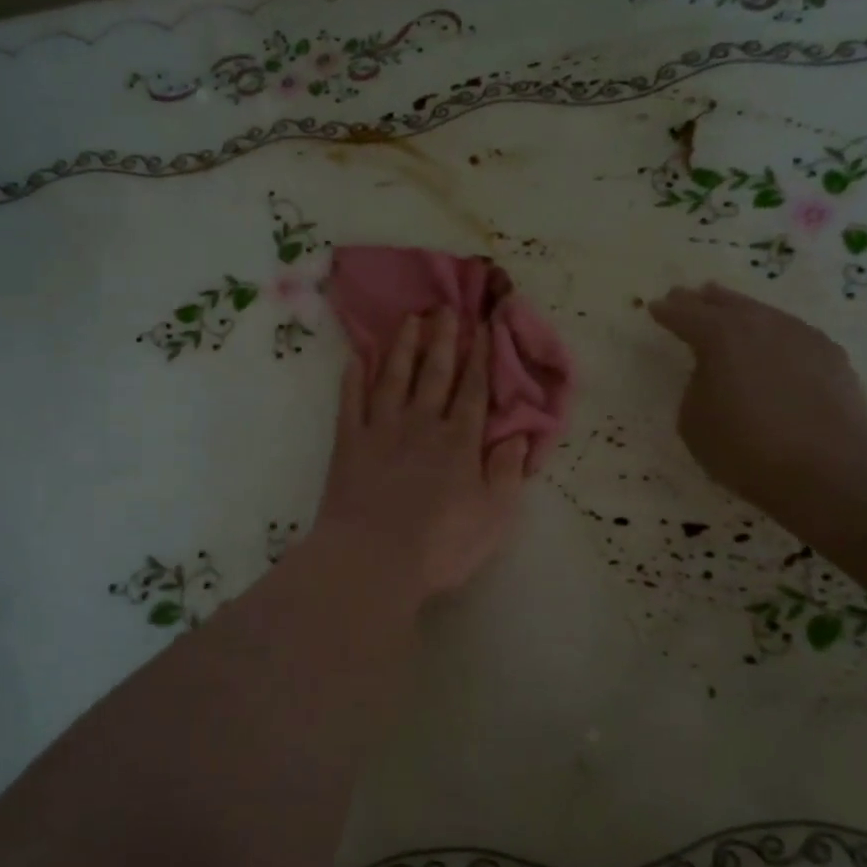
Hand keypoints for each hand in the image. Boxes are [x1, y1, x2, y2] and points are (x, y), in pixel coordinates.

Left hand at [315, 308, 529, 601]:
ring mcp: (381, 430)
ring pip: (393, 377)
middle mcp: (421, 424)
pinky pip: (350, 401)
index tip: (483, 326)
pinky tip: (357, 357)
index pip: (473, 390)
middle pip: (435, 373)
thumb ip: (507, 472)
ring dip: (403, 346)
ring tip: (409, 319)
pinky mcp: (348, 443)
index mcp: (459, 442)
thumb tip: (518, 435)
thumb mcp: (493, 516)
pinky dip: (353, 378)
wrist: (372, 560)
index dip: (480, 357)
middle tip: (446, 307)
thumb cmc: (439, 545)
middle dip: (443, 338)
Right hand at [649, 283, 866, 510]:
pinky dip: (774, 334)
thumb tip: (712, 374)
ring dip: (742, 312)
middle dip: (703, 300)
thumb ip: (696, 387)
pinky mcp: (830, 353)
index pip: (685, 315)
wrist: (831, 468)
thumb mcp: (694, 422)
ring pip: (762, 313)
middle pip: (726, 303)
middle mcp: (760, 324)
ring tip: (730, 311)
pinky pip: (791, 333)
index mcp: (719, 336)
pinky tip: (773, 346)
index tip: (655, 307)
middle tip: (688, 295)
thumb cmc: (747, 448)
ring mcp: (800, 334)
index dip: (668, 312)